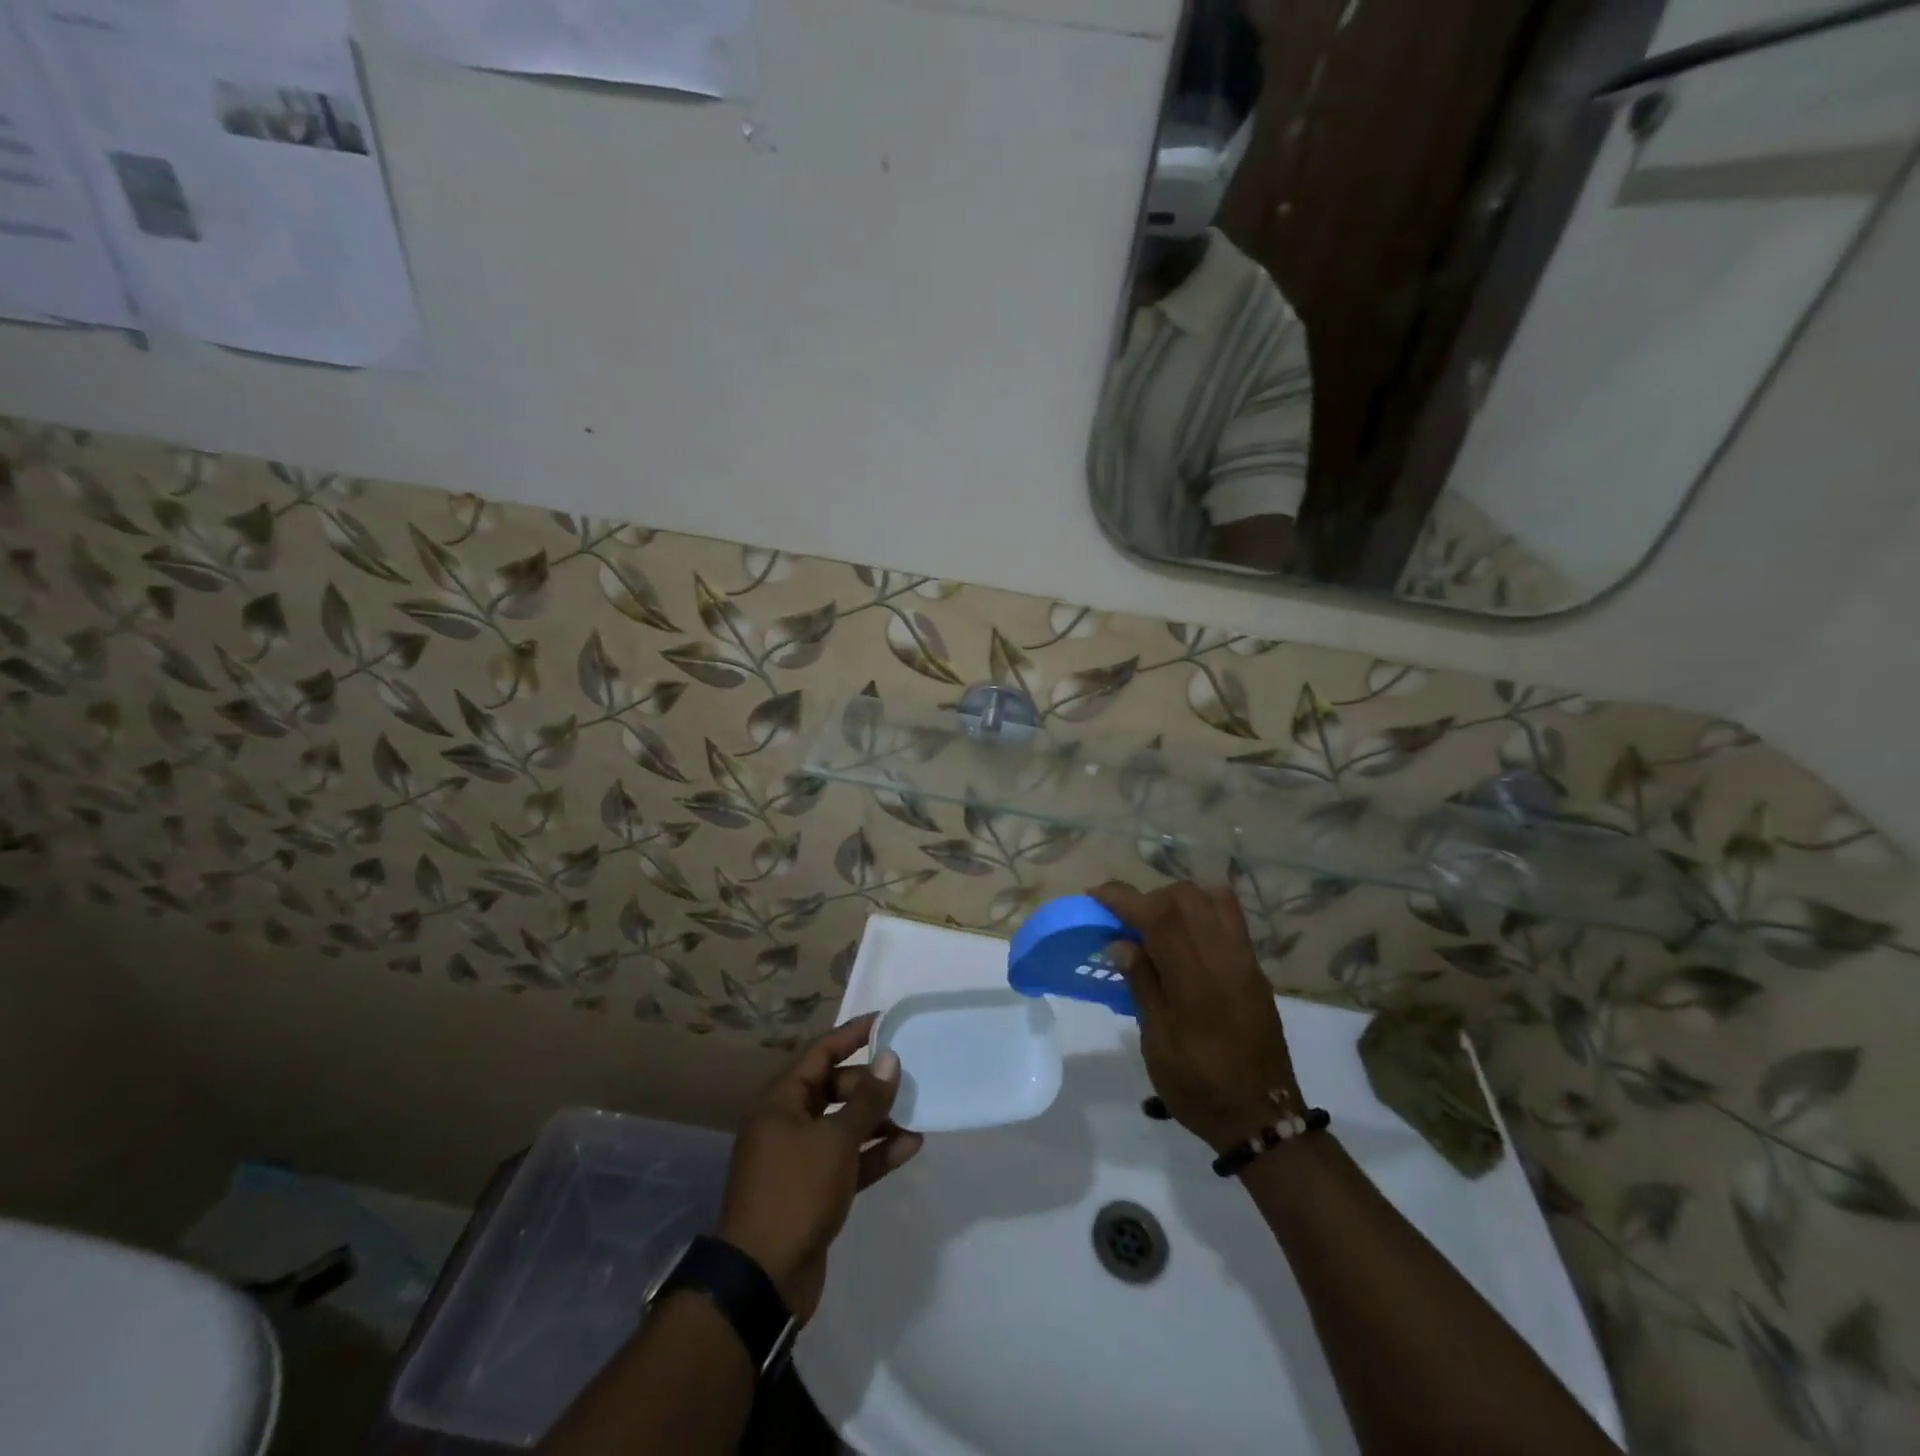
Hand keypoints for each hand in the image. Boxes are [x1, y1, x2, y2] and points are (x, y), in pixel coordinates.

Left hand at [717, 1014, 922, 1321]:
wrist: (763, 1279)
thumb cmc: (795, 1192)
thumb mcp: (835, 1140)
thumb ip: (867, 1100)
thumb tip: (890, 1059)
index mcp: (781, 1102)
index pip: (820, 1053)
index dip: (852, 1034)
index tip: (885, 1021)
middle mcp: (787, 1124)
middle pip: (834, 1088)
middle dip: (870, 1084)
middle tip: (907, 1078)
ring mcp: (800, 1159)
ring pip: (844, 1126)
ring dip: (878, 1120)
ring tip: (917, 1112)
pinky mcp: (815, 1191)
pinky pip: (849, 1160)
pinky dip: (875, 1152)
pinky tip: (910, 1146)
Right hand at [1092, 881, 1301, 1153]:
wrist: (1263, 1118)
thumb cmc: (1200, 1087)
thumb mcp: (1158, 1045)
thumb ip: (1142, 986)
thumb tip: (1121, 942)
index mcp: (1196, 983)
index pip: (1160, 917)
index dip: (1125, 898)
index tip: (1097, 895)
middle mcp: (1225, 961)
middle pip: (1186, 896)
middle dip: (1150, 897)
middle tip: (1129, 922)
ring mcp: (1246, 961)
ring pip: (1213, 897)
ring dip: (1180, 899)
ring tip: (1159, 925)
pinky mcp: (1257, 968)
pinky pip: (1230, 917)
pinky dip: (1202, 911)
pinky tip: (1186, 939)